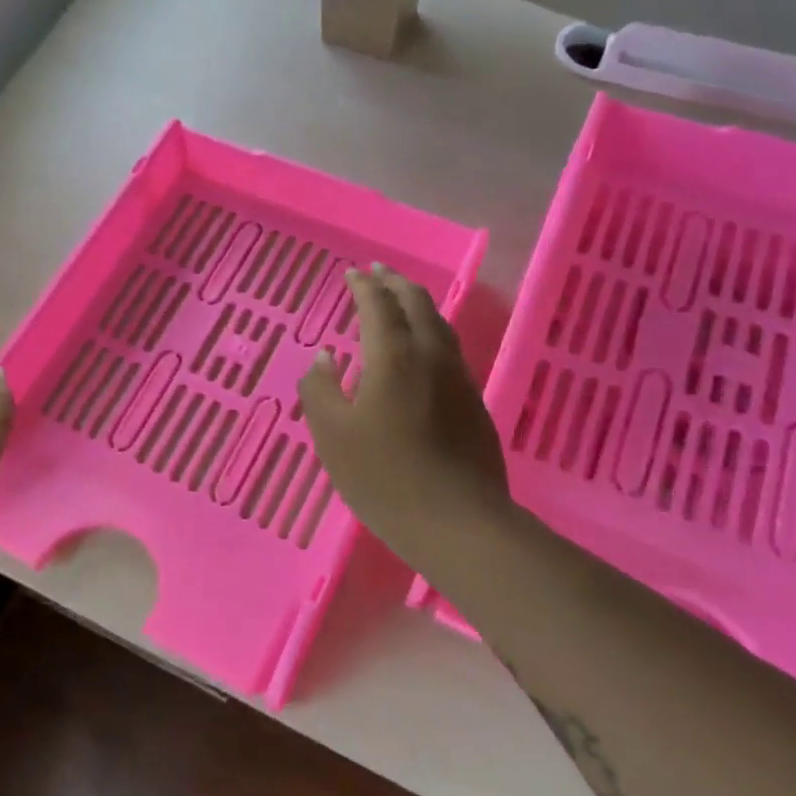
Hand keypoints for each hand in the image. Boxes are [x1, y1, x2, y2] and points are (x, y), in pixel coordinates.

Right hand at [299, 266, 511, 557]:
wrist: (459, 523)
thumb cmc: (385, 477)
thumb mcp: (333, 436)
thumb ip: (321, 390)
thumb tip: (324, 358)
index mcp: (394, 357)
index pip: (379, 305)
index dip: (364, 286)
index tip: (352, 273)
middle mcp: (432, 356)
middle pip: (417, 304)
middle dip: (396, 284)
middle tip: (378, 273)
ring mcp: (459, 379)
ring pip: (440, 325)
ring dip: (417, 305)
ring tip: (401, 302)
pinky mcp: (473, 403)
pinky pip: (449, 350)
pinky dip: (430, 332)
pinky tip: (422, 351)